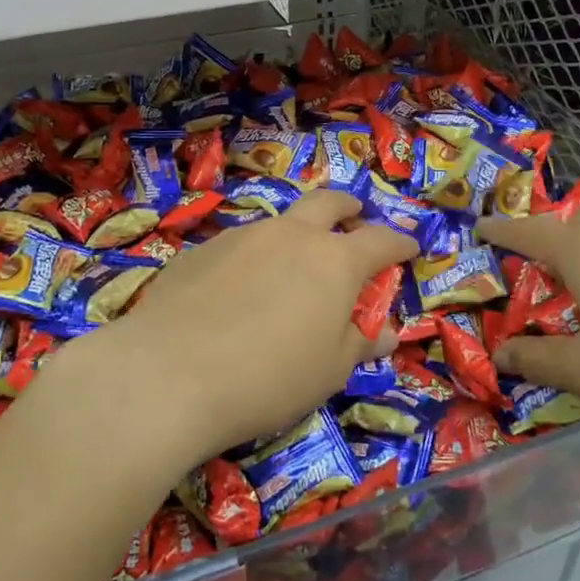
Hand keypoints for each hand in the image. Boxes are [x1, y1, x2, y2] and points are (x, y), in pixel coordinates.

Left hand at [74, 190, 416, 467]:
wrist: (168, 374)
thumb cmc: (269, 377)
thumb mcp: (329, 371)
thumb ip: (360, 343)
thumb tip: (386, 332)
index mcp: (334, 261)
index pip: (380, 241)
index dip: (400, 243)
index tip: (411, 246)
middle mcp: (290, 234)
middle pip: (328, 203)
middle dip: (348, 207)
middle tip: (355, 216)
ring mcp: (242, 236)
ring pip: (280, 221)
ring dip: (296, 232)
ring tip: (292, 262)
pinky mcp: (200, 250)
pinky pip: (239, 245)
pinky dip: (253, 257)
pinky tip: (237, 290)